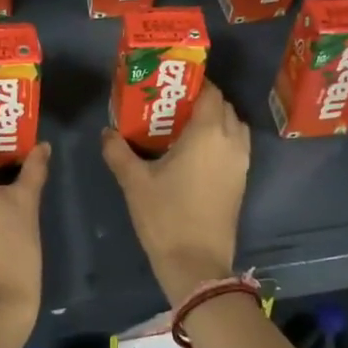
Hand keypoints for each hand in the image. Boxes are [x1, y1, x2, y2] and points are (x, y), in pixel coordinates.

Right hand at [101, 80, 249, 304]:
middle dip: (203, 100)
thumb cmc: (166, 216)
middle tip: (173, 105)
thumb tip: (106, 132)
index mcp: (208, 133)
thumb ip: (118, 151)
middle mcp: (231, 142)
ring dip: (216, 120)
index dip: (195, 82)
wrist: (197, 264)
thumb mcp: (135, 182)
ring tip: (185, 127)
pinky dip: (222, 140)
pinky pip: (236, 147)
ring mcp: (240, 163)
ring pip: (234, 127)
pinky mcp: (241, 182)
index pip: (211, 92)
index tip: (171, 85)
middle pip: (224, 107)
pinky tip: (195, 153)